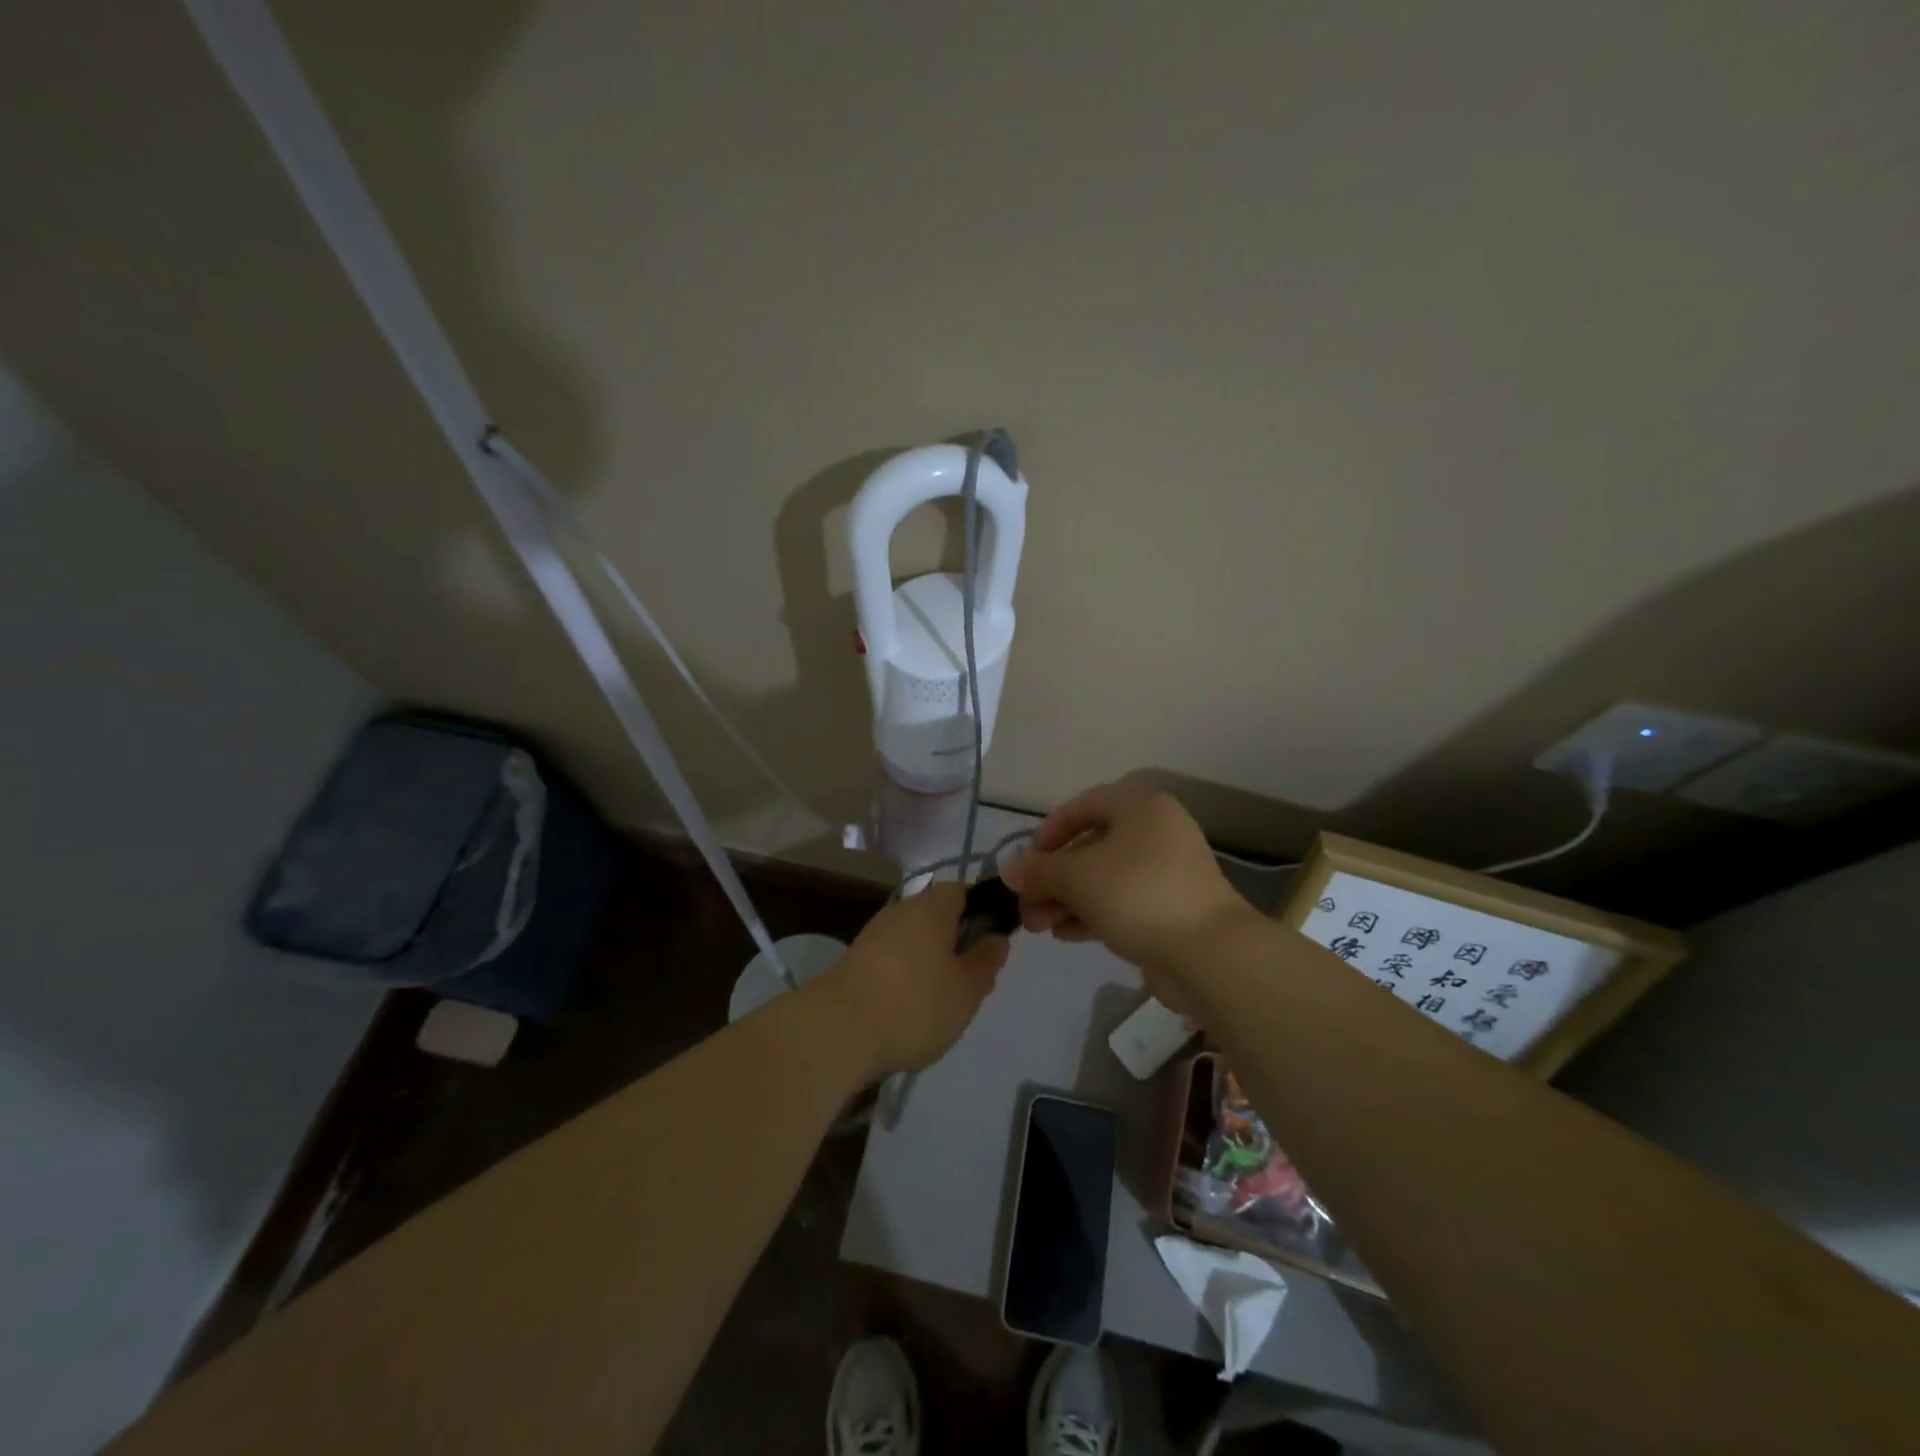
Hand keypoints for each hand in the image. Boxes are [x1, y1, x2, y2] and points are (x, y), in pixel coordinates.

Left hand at [813, 882, 1009, 1078]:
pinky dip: (906, 976)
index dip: (982, 911)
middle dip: (956, 941)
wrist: (837, 1031)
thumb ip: (986, 962)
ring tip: (942, 1000)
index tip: (994, 941)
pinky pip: (893, 959)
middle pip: (937, 916)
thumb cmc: (915, 1004)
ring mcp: (874, 934)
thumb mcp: (966, 990)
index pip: (963, 892)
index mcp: (932, 907)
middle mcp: (901, 910)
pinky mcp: (855, 961)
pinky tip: (909, 1008)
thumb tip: (997, 938)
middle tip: (971, 978)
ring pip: (914, 939)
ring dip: (930, 961)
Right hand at [1002, 780, 1252, 1007]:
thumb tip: (1009, 868)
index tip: (1026, 862)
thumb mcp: (1077, 877)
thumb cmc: (1138, 895)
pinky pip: (1121, 902)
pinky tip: (1064, 934)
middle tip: (1025, 904)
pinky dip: (1091, 913)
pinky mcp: (1170, 908)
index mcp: (1140, 807)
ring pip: (1103, 878)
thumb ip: (1039, 870)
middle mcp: (1156, 831)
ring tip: (1037, 926)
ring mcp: (1166, 872)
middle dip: (1052, 877)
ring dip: (1066, 899)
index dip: (1049, 831)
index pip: (1083, 806)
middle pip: (1090, 847)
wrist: (1208, 954)